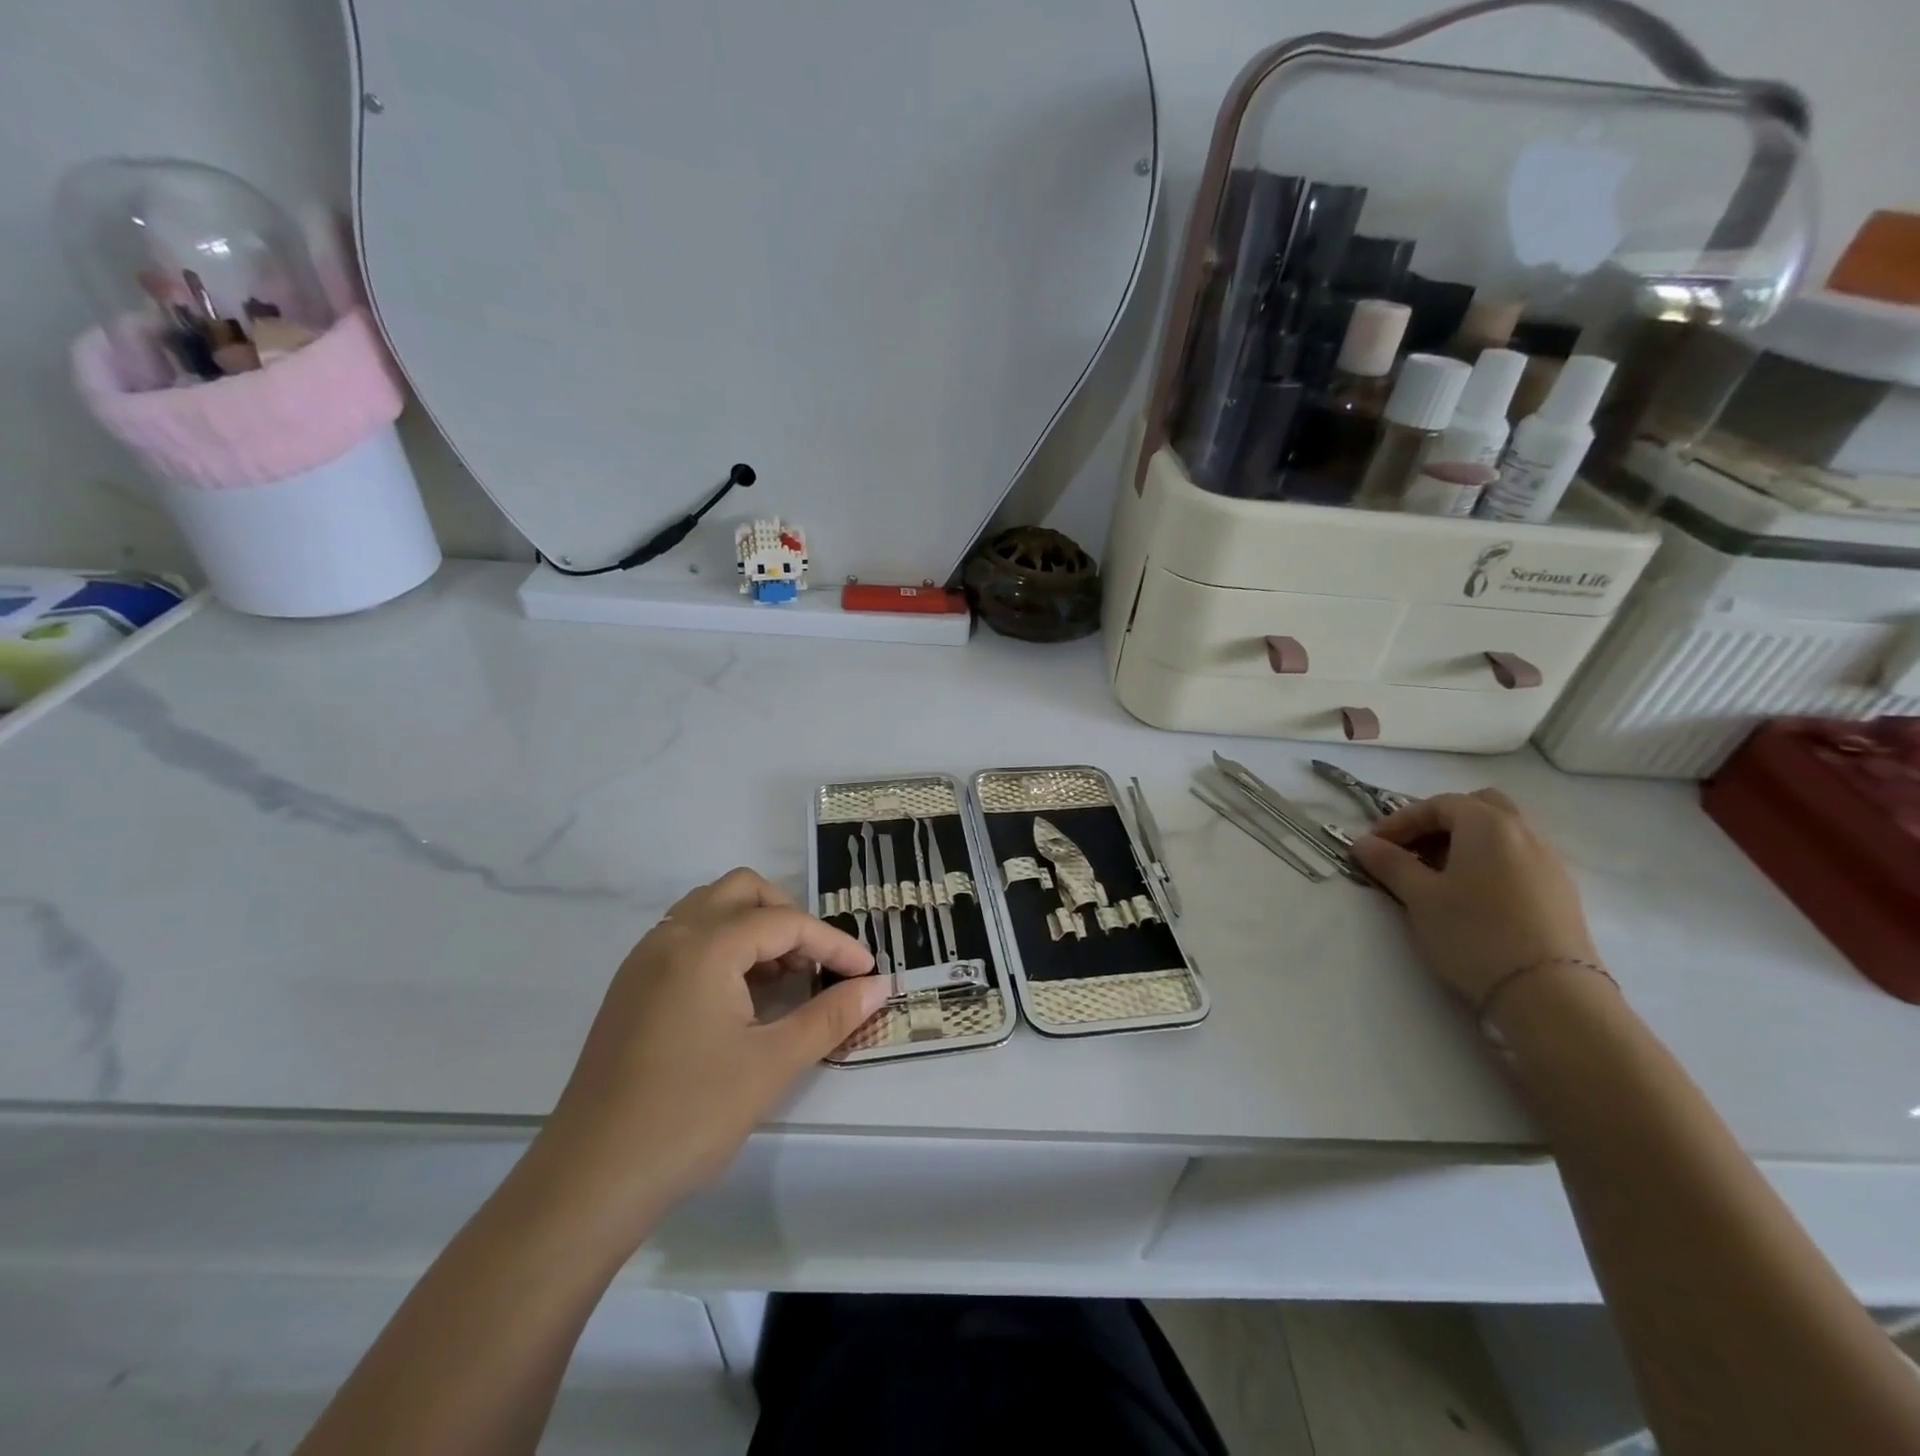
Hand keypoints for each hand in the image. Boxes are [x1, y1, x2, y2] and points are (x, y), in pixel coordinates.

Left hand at [540, 868, 884, 1220]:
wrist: (588, 1181)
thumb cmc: (688, 1116)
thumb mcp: (771, 1064)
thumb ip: (830, 1016)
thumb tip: (879, 985)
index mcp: (704, 947)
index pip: (784, 922)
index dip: (833, 943)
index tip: (867, 972)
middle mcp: (670, 938)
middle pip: (742, 892)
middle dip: (788, 917)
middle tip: (816, 964)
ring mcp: (644, 961)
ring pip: (710, 911)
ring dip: (753, 929)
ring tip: (783, 979)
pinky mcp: (631, 988)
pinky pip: (686, 939)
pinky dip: (723, 947)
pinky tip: (741, 997)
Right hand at [1351, 789, 1598, 1006]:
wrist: (1549, 993)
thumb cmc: (1474, 933)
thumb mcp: (1420, 897)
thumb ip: (1390, 864)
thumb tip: (1363, 844)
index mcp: (1488, 825)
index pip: (1438, 804)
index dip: (1401, 820)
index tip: (1375, 845)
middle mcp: (1524, 833)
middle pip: (1479, 807)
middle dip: (1441, 822)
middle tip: (1413, 850)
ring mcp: (1549, 862)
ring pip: (1503, 833)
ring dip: (1466, 842)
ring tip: (1438, 875)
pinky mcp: (1561, 892)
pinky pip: (1518, 858)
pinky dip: (1490, 862)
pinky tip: (1472, 895)